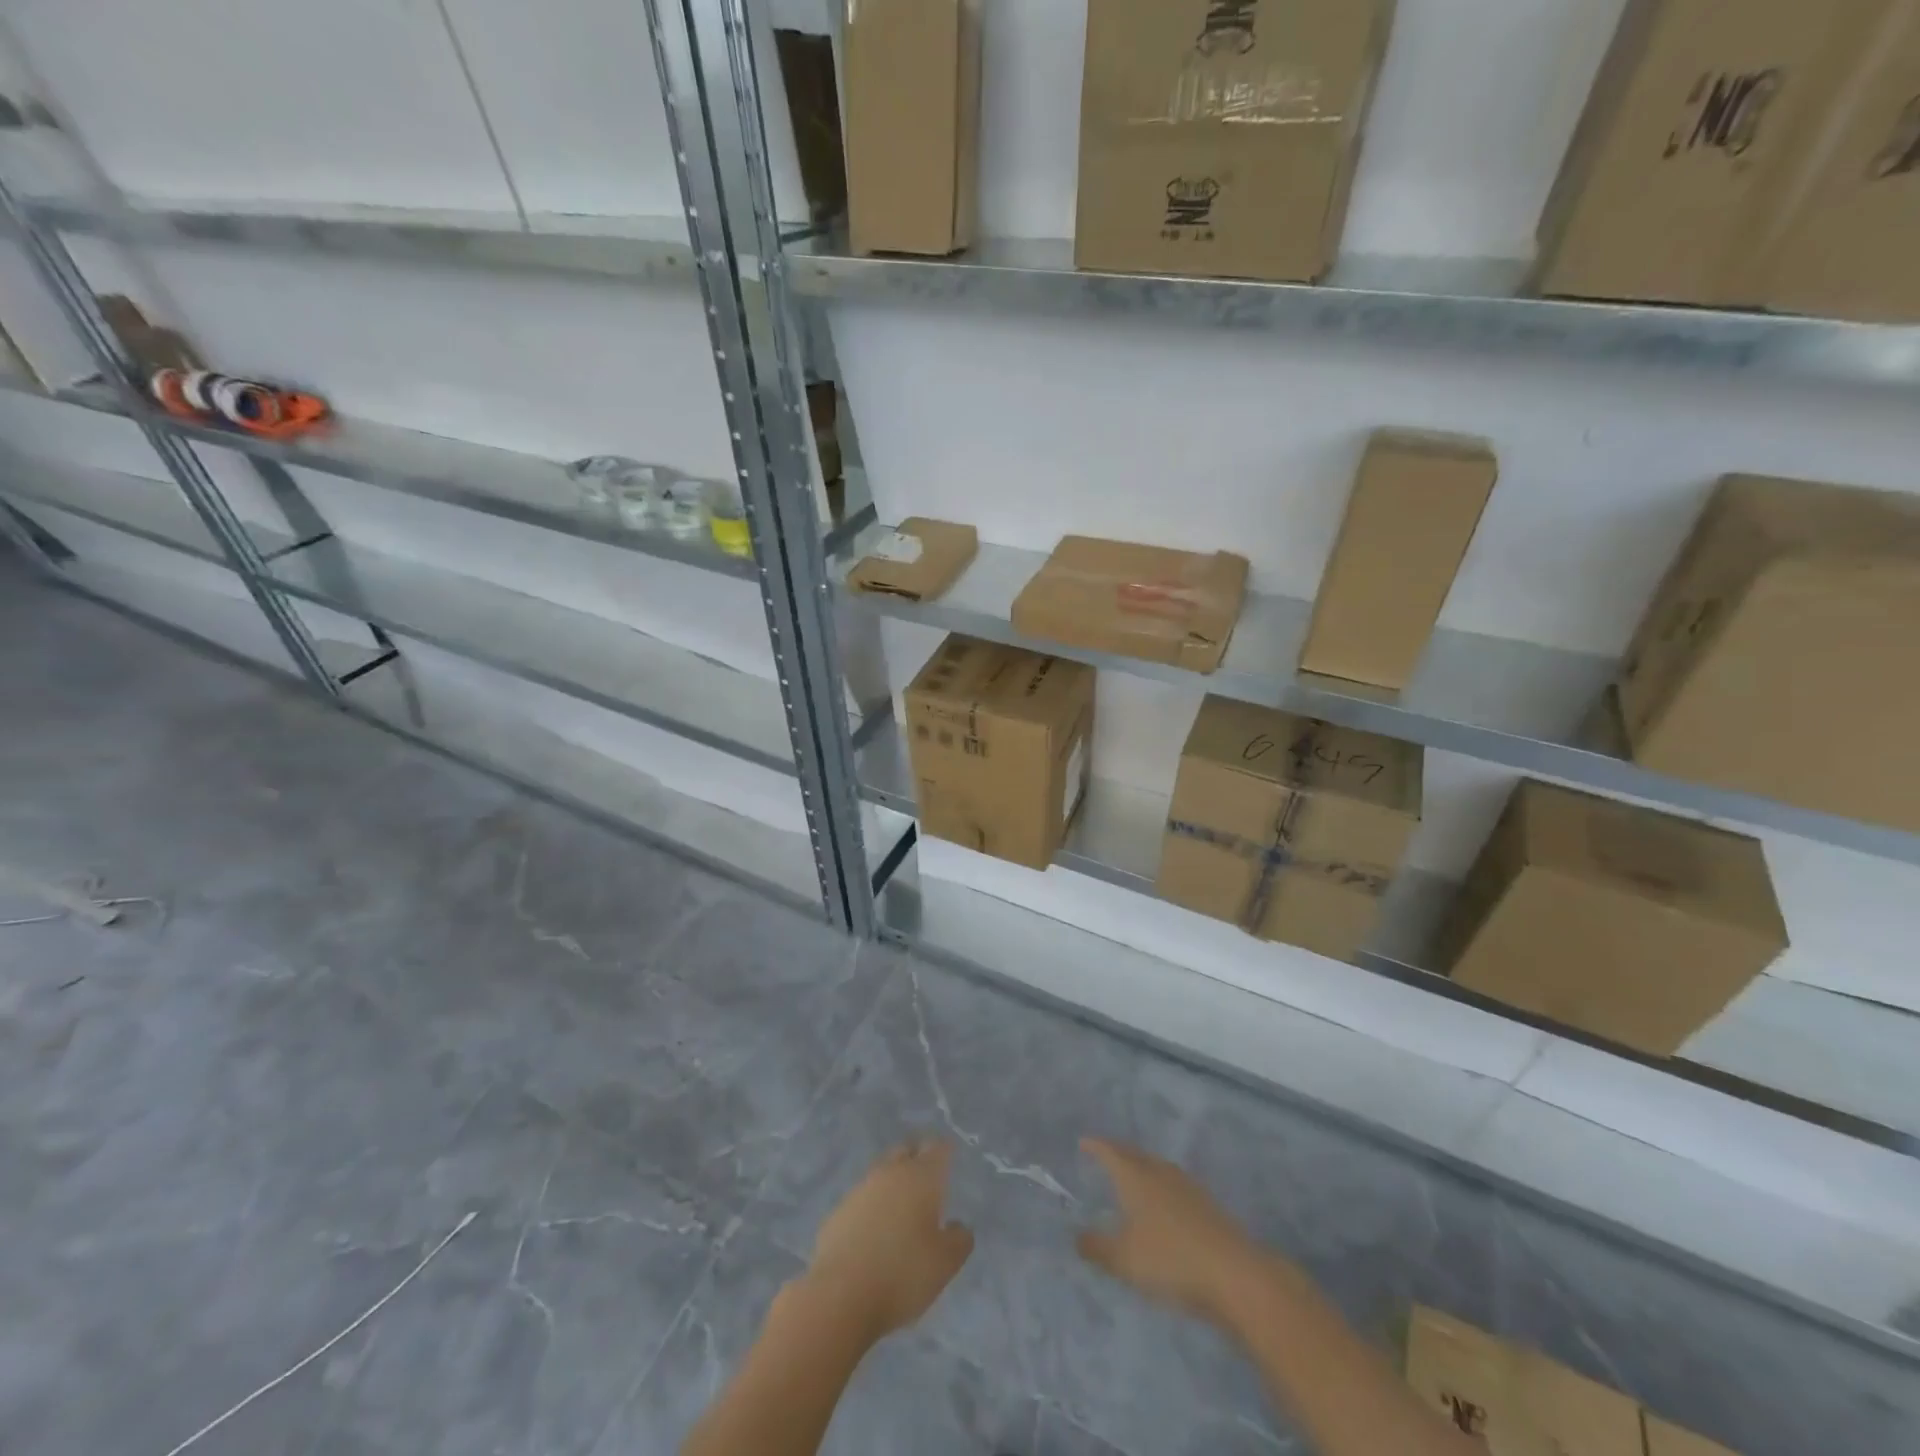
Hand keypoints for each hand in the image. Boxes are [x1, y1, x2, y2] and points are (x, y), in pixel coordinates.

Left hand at [801, 1138, 973, 1340]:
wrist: (840, 1295)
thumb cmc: (902, 1274)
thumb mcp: (945, 1263)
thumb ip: (959, 1240)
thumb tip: (958, 1226)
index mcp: (921, 1177)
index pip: (937, 1149)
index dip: (945, 1151)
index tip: (949, 1156)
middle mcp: (890, 1173)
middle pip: (906, 1151)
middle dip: (917, 1157)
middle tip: (927, 1175)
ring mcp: (860, 1190)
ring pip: (882, 1173)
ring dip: (892, 1182)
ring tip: (901, 1205)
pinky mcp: (838, 1212)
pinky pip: (862, 1199)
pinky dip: (872, 1206)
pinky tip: (874, 1229)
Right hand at [1076, 1137, 1264, 1322]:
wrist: (1234, 1275)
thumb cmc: (1170, 1260)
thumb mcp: (1124, 1260)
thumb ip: (1097, 1247)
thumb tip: (1076, 1236)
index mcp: (1136, 1177)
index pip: (1111, 1152)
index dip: (1096, 1146)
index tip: (1084, 1142)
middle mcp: (1161, 1173)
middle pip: (1136, 1155)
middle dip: (1119, 1153)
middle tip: (1106, 1154)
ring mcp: (1188, 1187)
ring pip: (1158, 1168)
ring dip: (1143, 1169)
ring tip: (1133, 1177)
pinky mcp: (1208, 1206)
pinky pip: (1175, 1186)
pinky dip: (1162, 1188)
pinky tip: (1164, 1205)